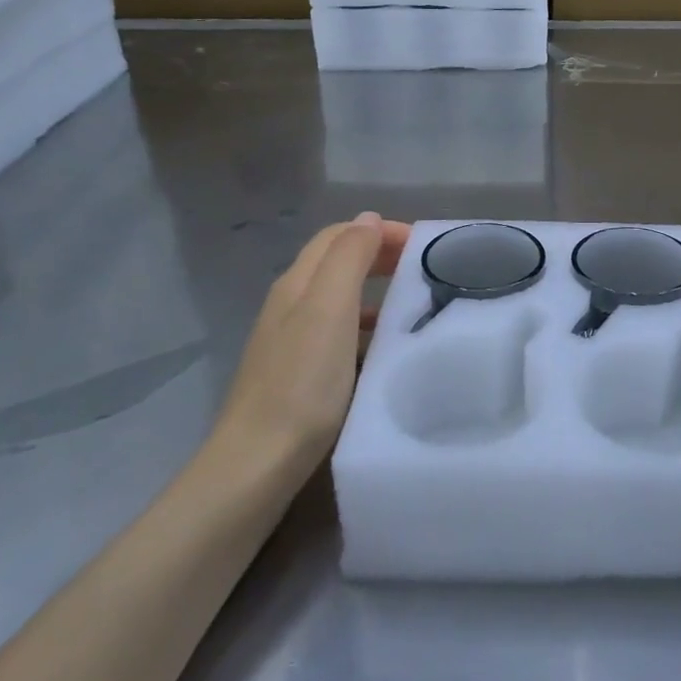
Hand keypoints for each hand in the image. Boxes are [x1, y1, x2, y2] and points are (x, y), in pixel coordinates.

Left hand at [215, 212, 409, 454]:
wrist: (258, 461)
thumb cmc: (302, 382)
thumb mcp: (329, 309)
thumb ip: (348, 258)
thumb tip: (367, 219)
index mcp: (297, 283)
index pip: (339, 235)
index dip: (378, 230)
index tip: (422, 244)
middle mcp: (290, 304)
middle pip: (336, 262)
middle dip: (378, 254)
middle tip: (422, 267)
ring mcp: (291, 340)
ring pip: (339, 297)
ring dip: (375, 289)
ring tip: (412, 303)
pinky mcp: (298, 373)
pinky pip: (339, 332)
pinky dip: (365, 325)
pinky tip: (383, 347)